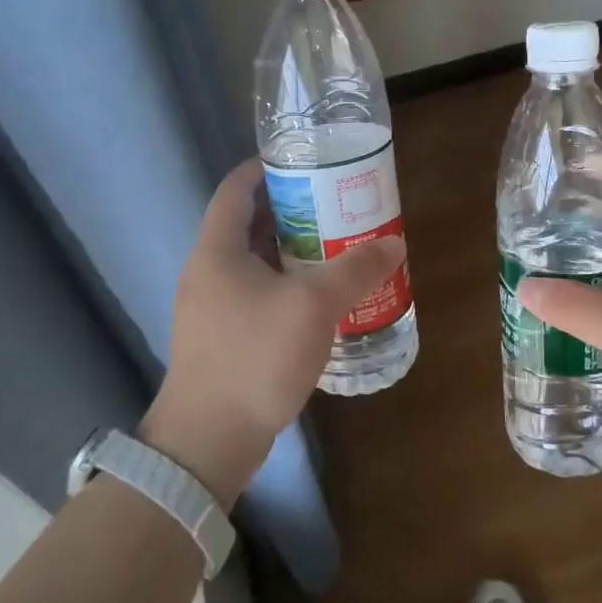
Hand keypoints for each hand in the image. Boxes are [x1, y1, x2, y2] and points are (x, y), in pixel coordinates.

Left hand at [141, 159, 405, 504]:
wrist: (208, 441)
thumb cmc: (254, 357)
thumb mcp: (313, 305)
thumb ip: (355, 269)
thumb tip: (393, 245)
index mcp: (217, 250)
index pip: (236, 189)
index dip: (266, 168)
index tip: (306, 161)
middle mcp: (208, 272)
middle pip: (249, 224)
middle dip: (292, 211)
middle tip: (336, 205)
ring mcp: (211, 308)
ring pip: (255, 263)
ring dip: (293, 252)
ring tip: (337, 246)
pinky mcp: (222, 339)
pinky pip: (257, 296)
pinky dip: (287, 286)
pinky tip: (320, 300)